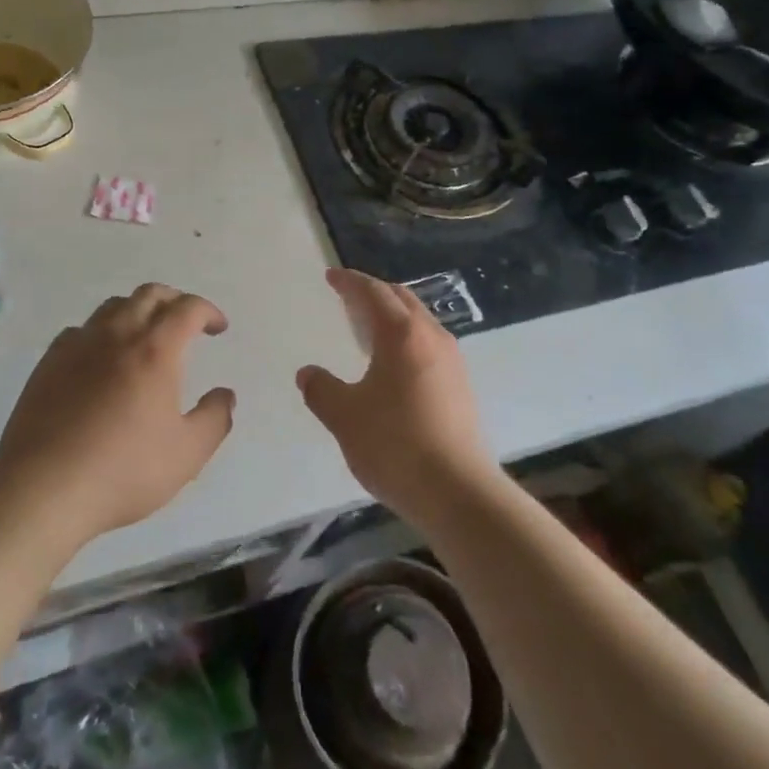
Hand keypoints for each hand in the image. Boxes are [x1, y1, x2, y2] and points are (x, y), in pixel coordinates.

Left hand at [0, 284, 234, 547]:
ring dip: (137, 311)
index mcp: (155, 350)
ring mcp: (78, 344)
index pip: (187, 309)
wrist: (42, 488)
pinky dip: (101, 332)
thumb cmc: (123, 471)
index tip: (218, 328)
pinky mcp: (49, 361)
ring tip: (145, 336)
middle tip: (186, 322)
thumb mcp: (187, 455)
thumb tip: (225, 395)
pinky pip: (81, 330)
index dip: (208, 311)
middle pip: (149, 294)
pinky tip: (101, 359)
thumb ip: (214, 419)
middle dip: (174, 301)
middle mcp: (117, 334)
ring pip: (113, 306)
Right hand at [298, 268, 498, 528]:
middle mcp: (432, 337)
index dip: (350, 282)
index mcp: (402, 334)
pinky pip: (429, 343)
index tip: (331, 276)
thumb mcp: (345, 417)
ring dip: (393, 316)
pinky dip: (407, 338)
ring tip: (367, 329)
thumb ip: (321, 390)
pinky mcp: (461, 385)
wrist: (458, 492)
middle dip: (373, 292)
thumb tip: (307, 373)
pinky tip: (393, 364)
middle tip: (348, 297)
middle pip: (401, 299)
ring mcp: (452, 361)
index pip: (374, 292)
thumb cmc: (395, 445)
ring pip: (419, 321)